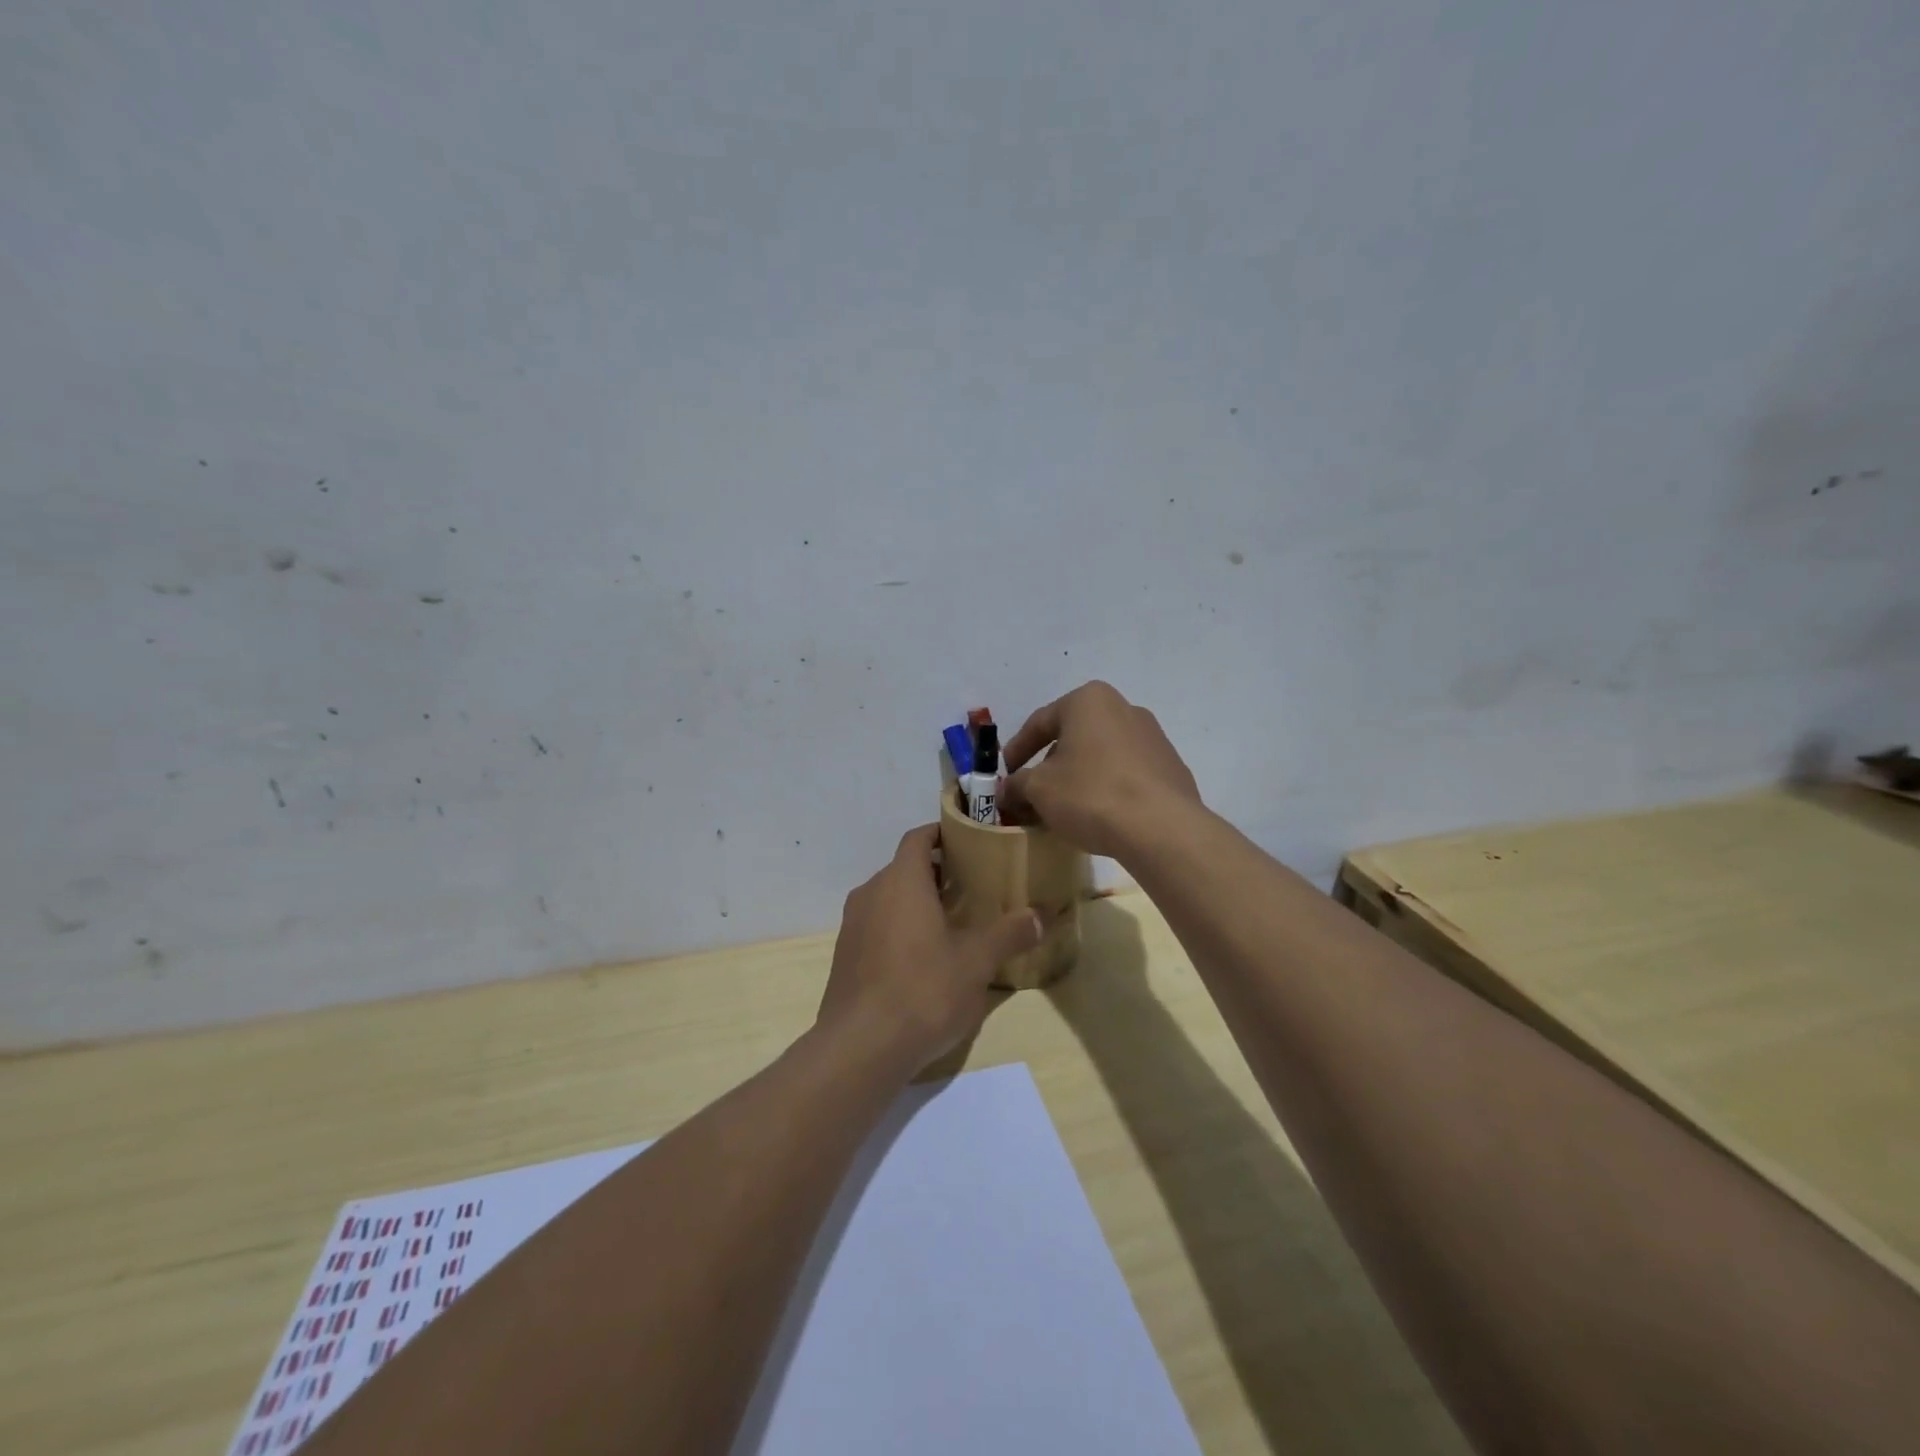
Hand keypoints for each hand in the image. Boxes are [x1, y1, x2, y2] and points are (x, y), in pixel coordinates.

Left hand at [817, 826, 1043, 1074]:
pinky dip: (898, 928)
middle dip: (936, 873)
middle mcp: (871, 893)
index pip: (918, 838)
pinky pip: (875, 926)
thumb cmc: (923, 990)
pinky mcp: (844, 956)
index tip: (968, 842)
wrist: (860, 1047)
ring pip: (888, 898)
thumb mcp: (976, 962)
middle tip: (971, 887)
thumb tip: (1039, 916)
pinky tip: (922, 958)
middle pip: (904, 867)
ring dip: (916, 902)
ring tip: (951, 922)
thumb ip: (1008, 934)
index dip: (941, 833)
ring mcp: (852, 925)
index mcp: (902, 881)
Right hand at [999, 681, 1201, 858]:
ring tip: (1066, 806)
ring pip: (1101, 754)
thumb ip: (1016, 785)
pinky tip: (1100, 814)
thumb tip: (1007, 791)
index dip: (1017, 750)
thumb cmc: (1091, 794)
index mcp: (1089, 701)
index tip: (1006, 774)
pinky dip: (1108, 787)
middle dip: (1050, 764)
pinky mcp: (1170, 768)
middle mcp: (1124, 708)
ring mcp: (1153, 737)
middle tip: (1033, 791)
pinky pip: (1127, 773)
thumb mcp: (1039, 789)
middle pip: (1073, 736)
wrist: (1161, 828)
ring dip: (1079, 776)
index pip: (1040, 722)